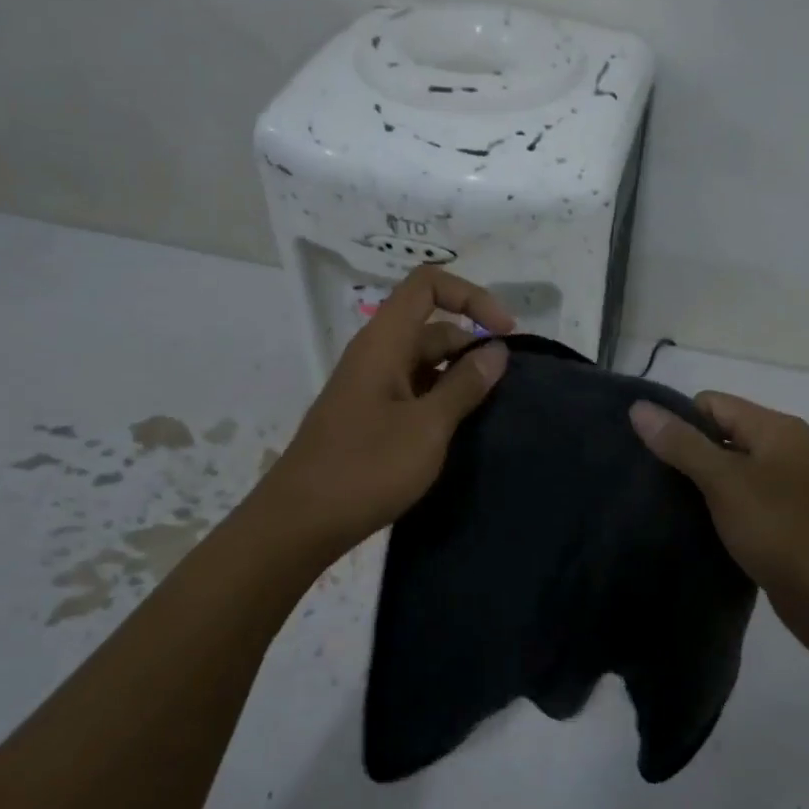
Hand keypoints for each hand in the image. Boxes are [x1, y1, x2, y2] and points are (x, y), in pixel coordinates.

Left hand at [260, 267, 512, 560]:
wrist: (300, 523)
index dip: (471, 296)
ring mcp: (370, 387)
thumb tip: (496, 350)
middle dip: (472, 344)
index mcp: (384, 342)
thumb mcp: (427, 427)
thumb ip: (465, 385)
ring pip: (424, 362)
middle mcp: (375, 355)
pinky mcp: (369, 416)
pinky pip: (413, 391)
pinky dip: (441, 399)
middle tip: (508, 384)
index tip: (505, 333)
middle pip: (432, 326)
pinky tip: (462, 429)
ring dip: (459, 376)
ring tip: (493, 408)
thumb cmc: (366, 468)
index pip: (428, 285)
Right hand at [629, 393, 808, 672]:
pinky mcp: (778, 524)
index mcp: (774, 429)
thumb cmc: (786, 533)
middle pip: (716, 436)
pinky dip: (712, 512)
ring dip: (695, 487)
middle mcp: (780, 451)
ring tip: (659, 507)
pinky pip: (735, 504)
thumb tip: (638, 407)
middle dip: (681, 455)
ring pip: (724, 473)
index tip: (646, 455)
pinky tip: (686, 529)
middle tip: (645, 483)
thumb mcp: (727, 483)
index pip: (710, 404)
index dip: (677, 422)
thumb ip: (682, 444)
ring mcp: (781, 489)